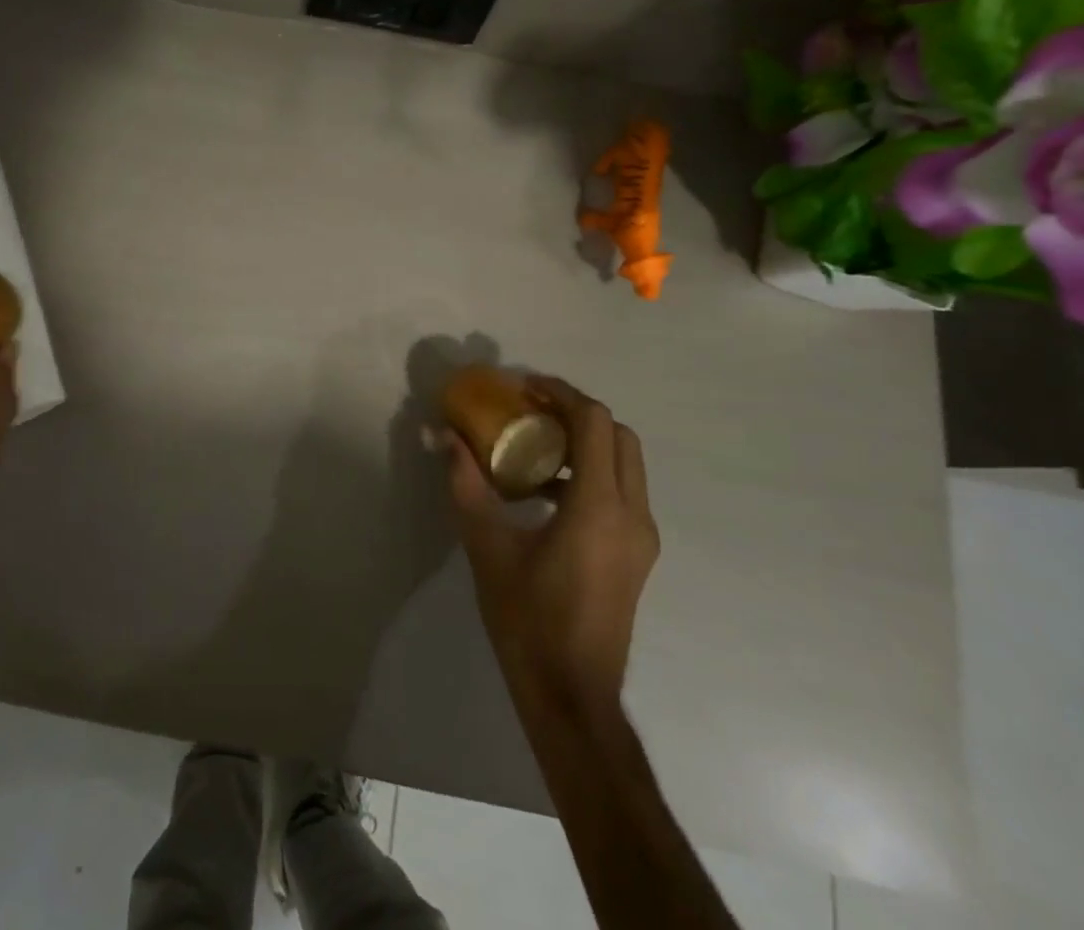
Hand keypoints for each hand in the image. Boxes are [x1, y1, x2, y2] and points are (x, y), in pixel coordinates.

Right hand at [444, 375, 658, 712]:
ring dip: (585, 442)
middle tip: (531, 410)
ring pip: (625, 464)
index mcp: (599, 508)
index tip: (524, 388)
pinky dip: (591, 472)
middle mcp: (632, 515)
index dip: (560, 394)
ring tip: (533, 445)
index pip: (595, 423)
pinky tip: (545, 492)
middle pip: (618, 436)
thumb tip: (442, 435)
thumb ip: (465, 483)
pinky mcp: (638, 555)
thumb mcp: (486, 545)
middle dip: (576, 412)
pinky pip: (622, 492)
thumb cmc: (527, 619)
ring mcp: (642, 538)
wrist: (572, 695)